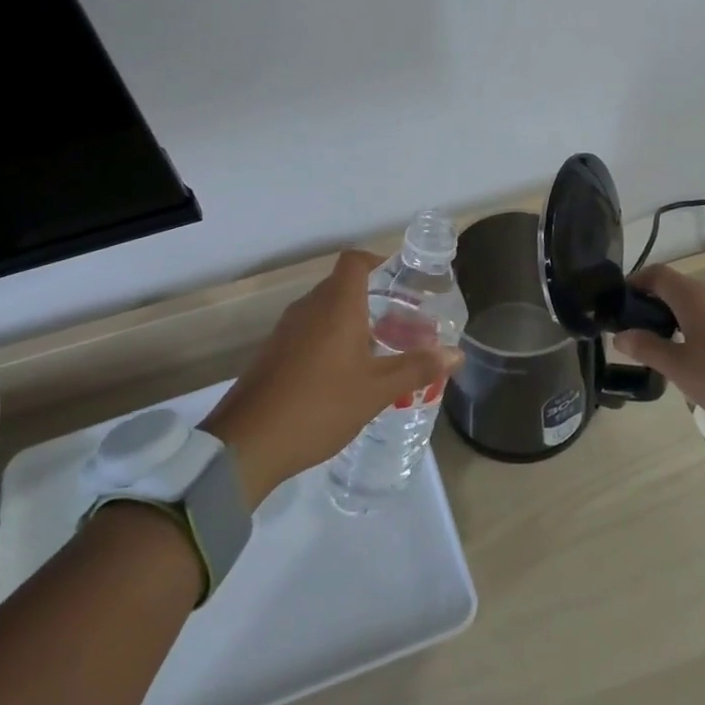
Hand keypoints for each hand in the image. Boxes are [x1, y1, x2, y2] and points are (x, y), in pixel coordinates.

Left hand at [202, 251, 460, 507]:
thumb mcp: (377, 391)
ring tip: (379, 351)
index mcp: (335, 305)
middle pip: (342, 286)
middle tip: (401, 324)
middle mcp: (309, 308)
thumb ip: (417, 368)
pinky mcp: (273, 353)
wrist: (247, 443)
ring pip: (325, 311)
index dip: (378, 261)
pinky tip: (344, 375)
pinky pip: (308, 332)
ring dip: (351, 322)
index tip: (402, 282)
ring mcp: (286, 330)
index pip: (354, 261)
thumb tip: (456, 353)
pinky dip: (330, 340)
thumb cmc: (319, 406)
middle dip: (373, 298)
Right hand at [613, 265, 704, 458]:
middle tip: (632, 331)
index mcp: (693, 297)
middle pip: (676, 288)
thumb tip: (620, 334)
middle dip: (651, 304)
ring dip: (673, 319)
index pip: (657, 274)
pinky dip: (694, 331)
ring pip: (695, 306)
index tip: (617, 305)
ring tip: (658, 348)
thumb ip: (647, 348)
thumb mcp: (680, 368)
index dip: (634, 283)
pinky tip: (693, 360)